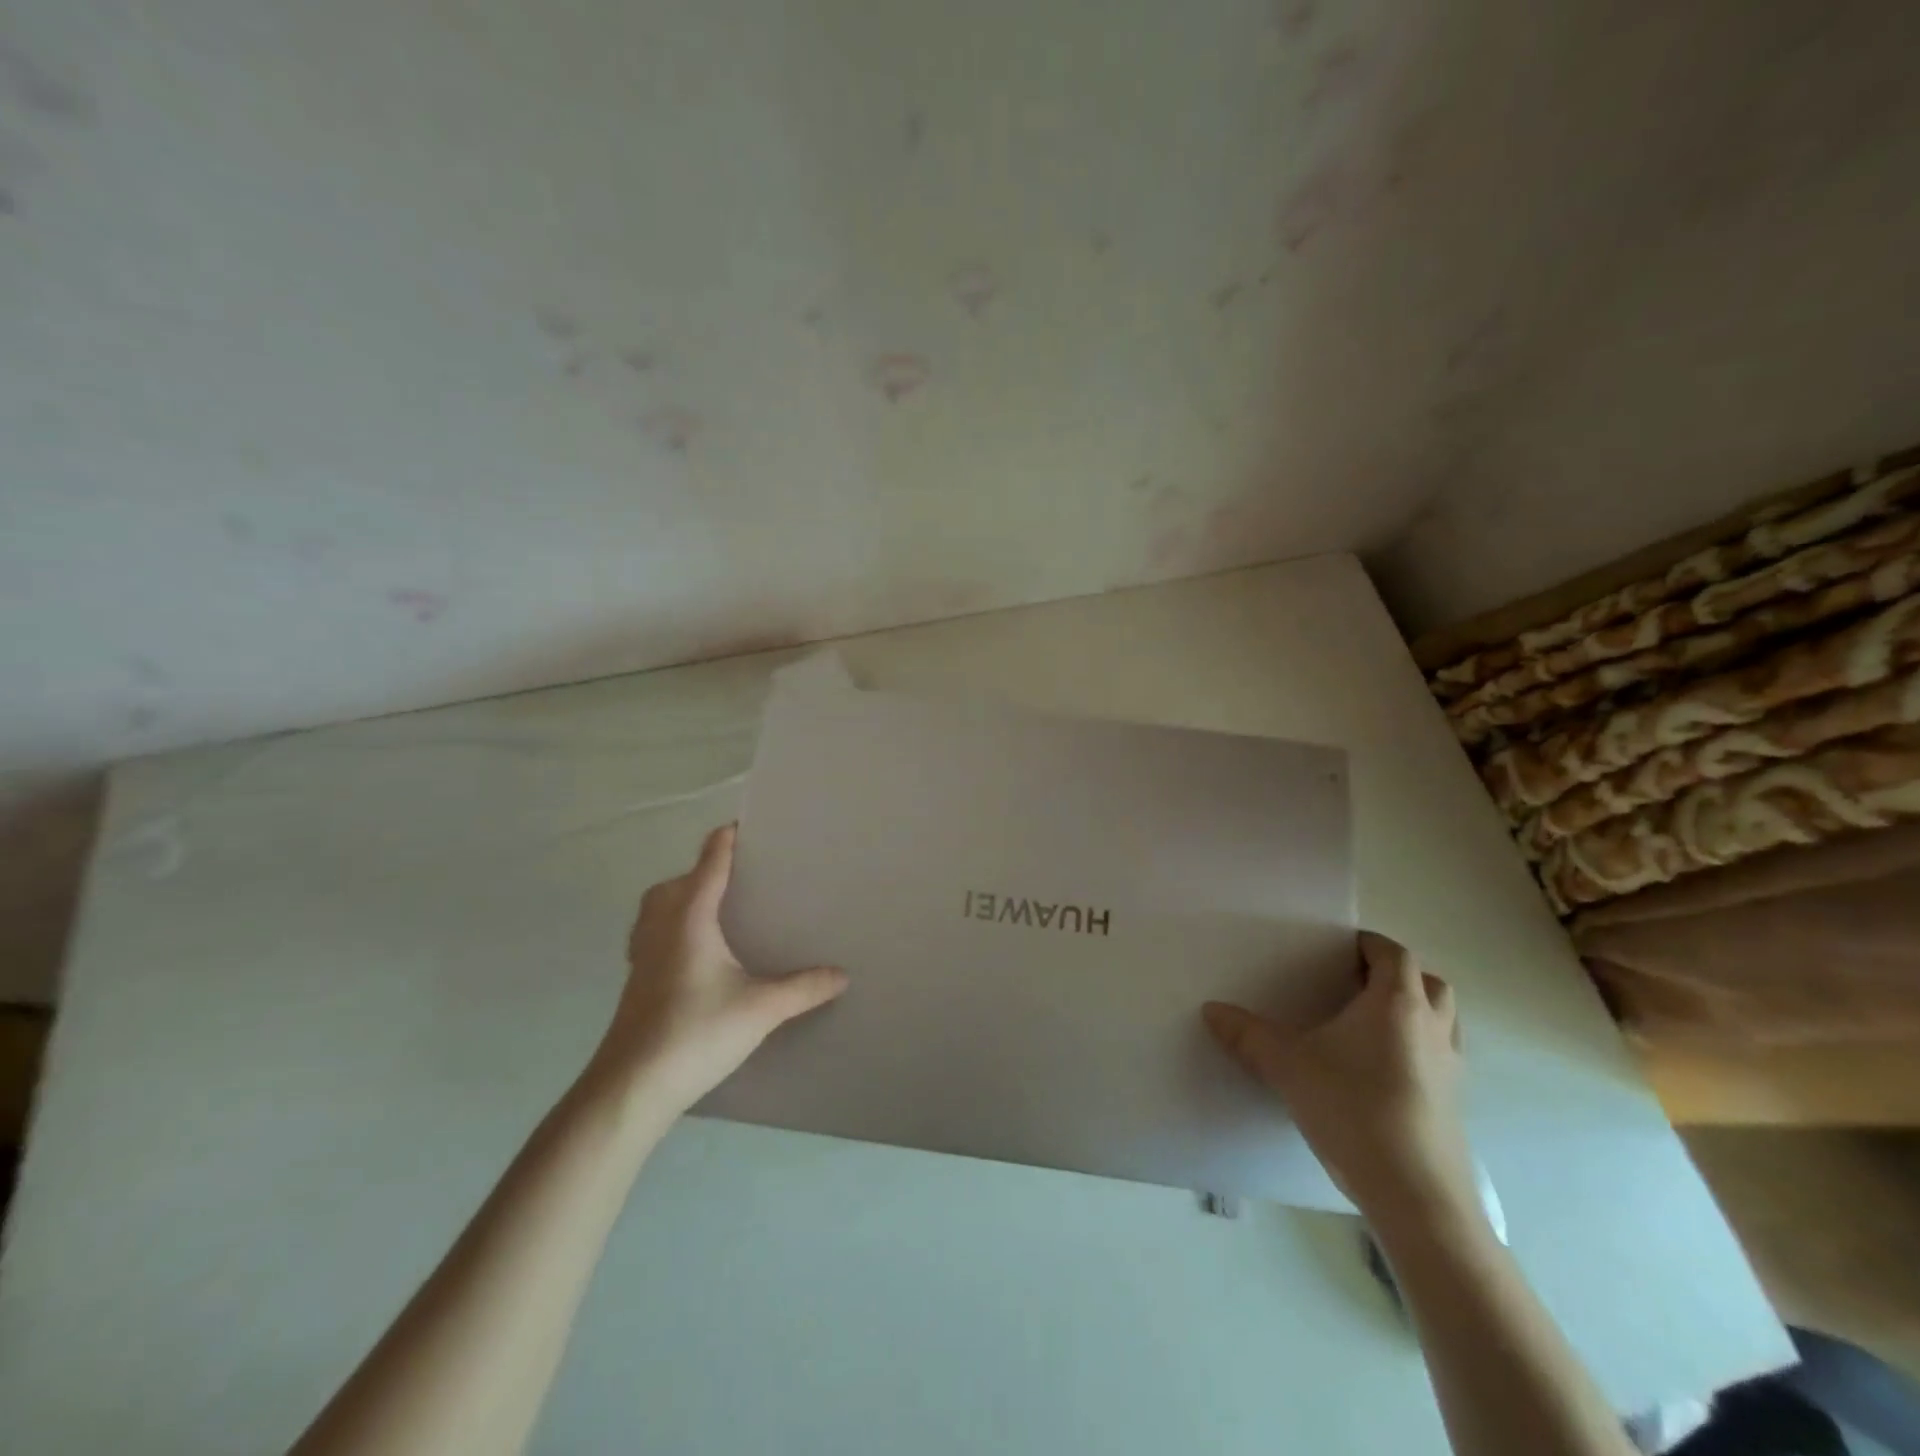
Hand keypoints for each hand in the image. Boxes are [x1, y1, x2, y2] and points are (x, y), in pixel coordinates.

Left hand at [590, 824, 848, 1115]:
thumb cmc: (696, 1033)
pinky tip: (694, 955)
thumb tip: (842, 974)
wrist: (631, 1087)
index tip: (747, 827)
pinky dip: (670, 927)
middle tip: (740, 877)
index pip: (709, 863)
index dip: (726, 840)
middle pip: (676, 881)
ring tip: (715, 910)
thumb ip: (803, 988)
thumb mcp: (760, 1009)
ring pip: (656, 908)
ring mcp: (642, 955)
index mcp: (690, 918)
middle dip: (703, 869)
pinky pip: (651, 933)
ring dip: (680, 897)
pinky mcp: (635, 981)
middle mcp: (661, 927)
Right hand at [1203, 931, 1479, 1234]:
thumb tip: (1211, 1010)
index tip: (1338, 948)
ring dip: (1414, 1011)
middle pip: (1428, 982)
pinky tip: (1380, 1071)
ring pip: (1442, 1020)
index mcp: (1396, 1004)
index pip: (1393, 954)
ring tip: (1369, 1024)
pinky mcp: (1455, 1104)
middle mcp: (1431, 1027)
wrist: (1417, 1197)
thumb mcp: (1288, 1067)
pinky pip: (1440, 1056)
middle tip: (1355, 983)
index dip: (1370, 945)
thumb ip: (1248, 1035)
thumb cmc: (1354, 1110)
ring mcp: (1451, 1068)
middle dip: (1397, 975)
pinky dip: (1418, 1048)